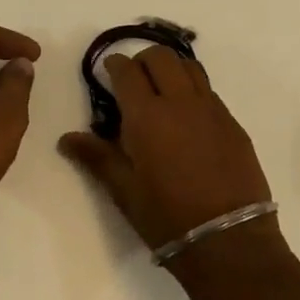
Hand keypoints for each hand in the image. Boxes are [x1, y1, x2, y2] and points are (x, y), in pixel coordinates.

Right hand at [59, 47, 275, 252]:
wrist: (230, 243)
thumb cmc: (168, 218)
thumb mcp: (124, 191)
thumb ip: (96, 157)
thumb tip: (66, 139)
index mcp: (146, 116)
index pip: (127, 70)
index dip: (114, 65)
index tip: (109, 72)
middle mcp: (180, 102)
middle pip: (160, 57)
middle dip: (142, 60)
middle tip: (134, 81)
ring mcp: (211, 110)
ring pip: (189, 66)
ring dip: (171, 69)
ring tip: (163, 90)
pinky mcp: (233, 123)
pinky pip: (209, 91)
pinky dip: (193, 90)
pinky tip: (188, 117)